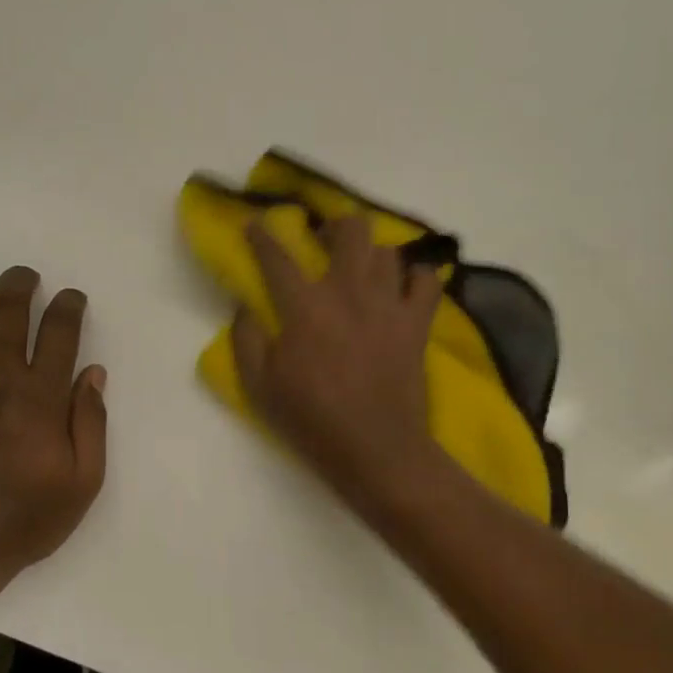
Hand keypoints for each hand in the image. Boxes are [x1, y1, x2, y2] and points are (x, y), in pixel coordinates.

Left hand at [0, 266, 107, 593]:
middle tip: (28, 277)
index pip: (58, 332)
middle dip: (18, 283)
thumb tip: (93, 373)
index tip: (74, 299)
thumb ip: (91, 423)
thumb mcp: (84, 481)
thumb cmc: (29, 519)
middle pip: (5, 312)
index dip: (69, 306)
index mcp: (41, 400)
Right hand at [232, 216, 443, 503]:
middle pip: (350, 230)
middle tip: (325, 242)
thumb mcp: (260, 386)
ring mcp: (389, 304)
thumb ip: (246, 339)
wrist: (375, 450)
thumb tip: (245, 306)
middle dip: (335, 226)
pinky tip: (404, 288)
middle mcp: (349, 292)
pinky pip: (428, 280)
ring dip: (372, 254)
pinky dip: (417, 277)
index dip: (262, 235)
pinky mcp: (417, 323)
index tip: (256, 221)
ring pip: (388, 251)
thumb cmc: (312, 420)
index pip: (277, 257)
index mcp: (305, 306)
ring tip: (363, 269)